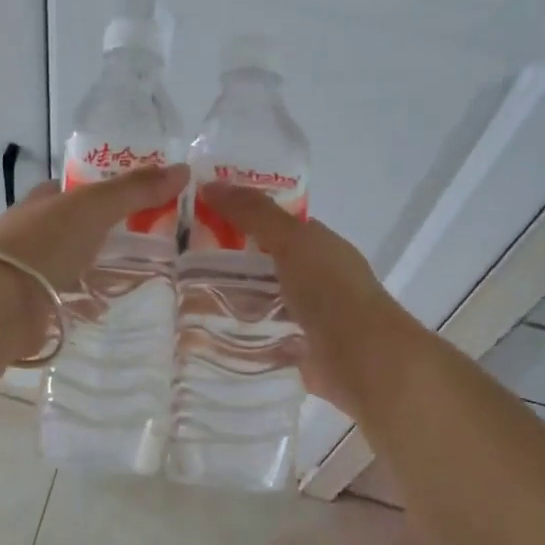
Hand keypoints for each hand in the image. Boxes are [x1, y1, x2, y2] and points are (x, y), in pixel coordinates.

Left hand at [0, 164, 189, 353]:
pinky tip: (113, 304)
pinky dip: (89, 298)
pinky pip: (70, 296)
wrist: (0, 301)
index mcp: (42, 200)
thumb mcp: (94, 206)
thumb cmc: (45, 242)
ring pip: (74, 262)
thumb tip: (182, 169)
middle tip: (153, 240)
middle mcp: (34, 231)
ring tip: (144, 274)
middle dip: (108, 231)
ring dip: (100, 266)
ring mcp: (32, 269)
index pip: (77, 188)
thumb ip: (135, 190)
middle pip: (78, 226)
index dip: (108, 188)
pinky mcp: (35, 303)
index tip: (143, 199)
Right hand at [197, 183, 412, 418]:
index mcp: (320, 246)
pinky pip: (261, 338)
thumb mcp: (292, 241)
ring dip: (231, 302)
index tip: (200, 221)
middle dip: (228, 264)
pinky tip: (207, 336)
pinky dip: (239, 337)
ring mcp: (307, 318)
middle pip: (265, 265)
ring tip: (184, 301)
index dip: (240, 219)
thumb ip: (254, 214)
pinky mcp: (297, 352)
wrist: (363, 360)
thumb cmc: (331, 291)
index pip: (276, 226)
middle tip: (181, 264)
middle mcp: (316, 279)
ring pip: (261, 303)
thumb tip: (211, 184)